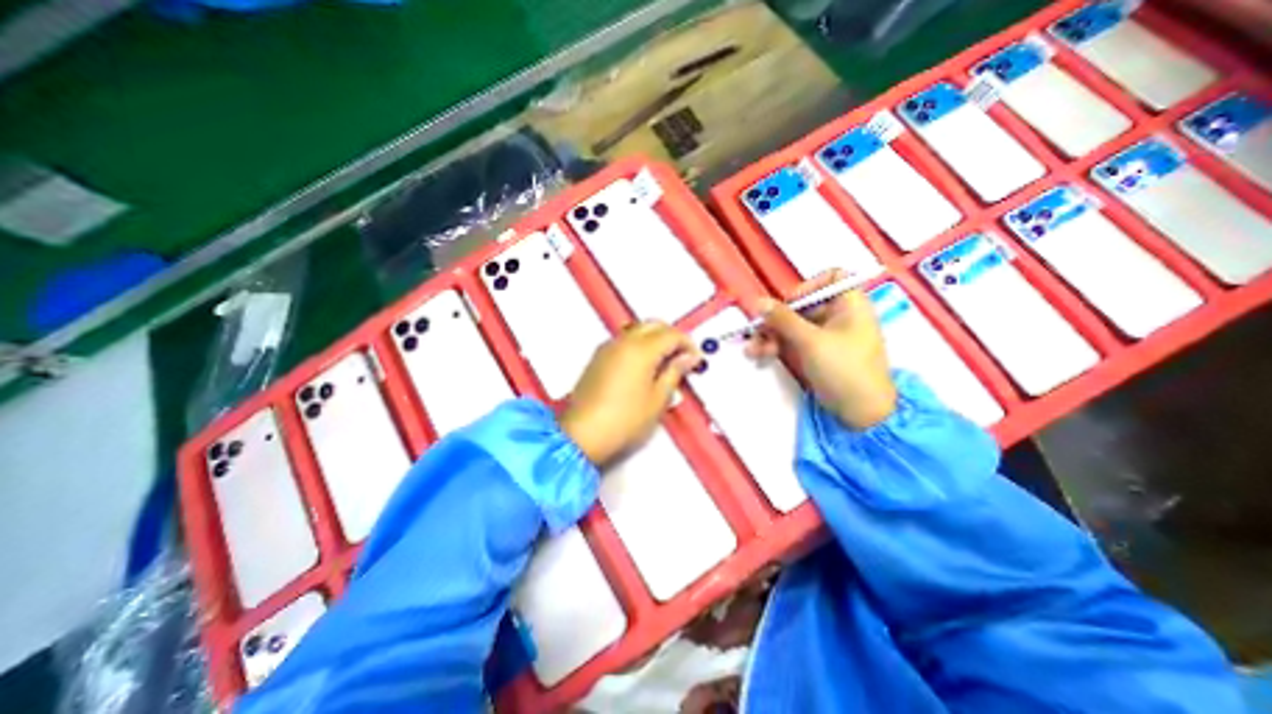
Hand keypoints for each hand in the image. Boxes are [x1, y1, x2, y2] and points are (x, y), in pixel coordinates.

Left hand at [559, 320, 700, 463]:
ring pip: (637, 329)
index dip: (688, 344)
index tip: (695, 359)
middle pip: (654, 325)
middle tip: (682, 357)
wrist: (582, 434)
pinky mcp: (598, 357)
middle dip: (672, 336)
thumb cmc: (624, 421)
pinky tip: (644, 366)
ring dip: (655, 338)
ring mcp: (607, 348)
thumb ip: (674, 373)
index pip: (671, 334)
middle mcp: (623, 342)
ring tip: (665, 362)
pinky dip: (639, 344)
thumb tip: (687, 358)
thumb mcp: (657, 400)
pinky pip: (624, 340)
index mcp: (641, 350)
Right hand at [748, 271, 896, 429]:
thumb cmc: (843, 368)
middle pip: (803, 305)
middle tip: (757, 331)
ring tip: (753, 350)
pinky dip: (778, 347)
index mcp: (849, 304)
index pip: (831, 277)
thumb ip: (783, 319)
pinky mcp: (817, 354)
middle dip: (777, 319)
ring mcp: (827, 336)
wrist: (861, 413)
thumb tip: (758, 301)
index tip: (789, 302)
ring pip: (794, 326)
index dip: (808, 285)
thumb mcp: (810, 341)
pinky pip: (794, 342)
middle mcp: (839, 316)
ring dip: (771, 335)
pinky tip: (760, 356)